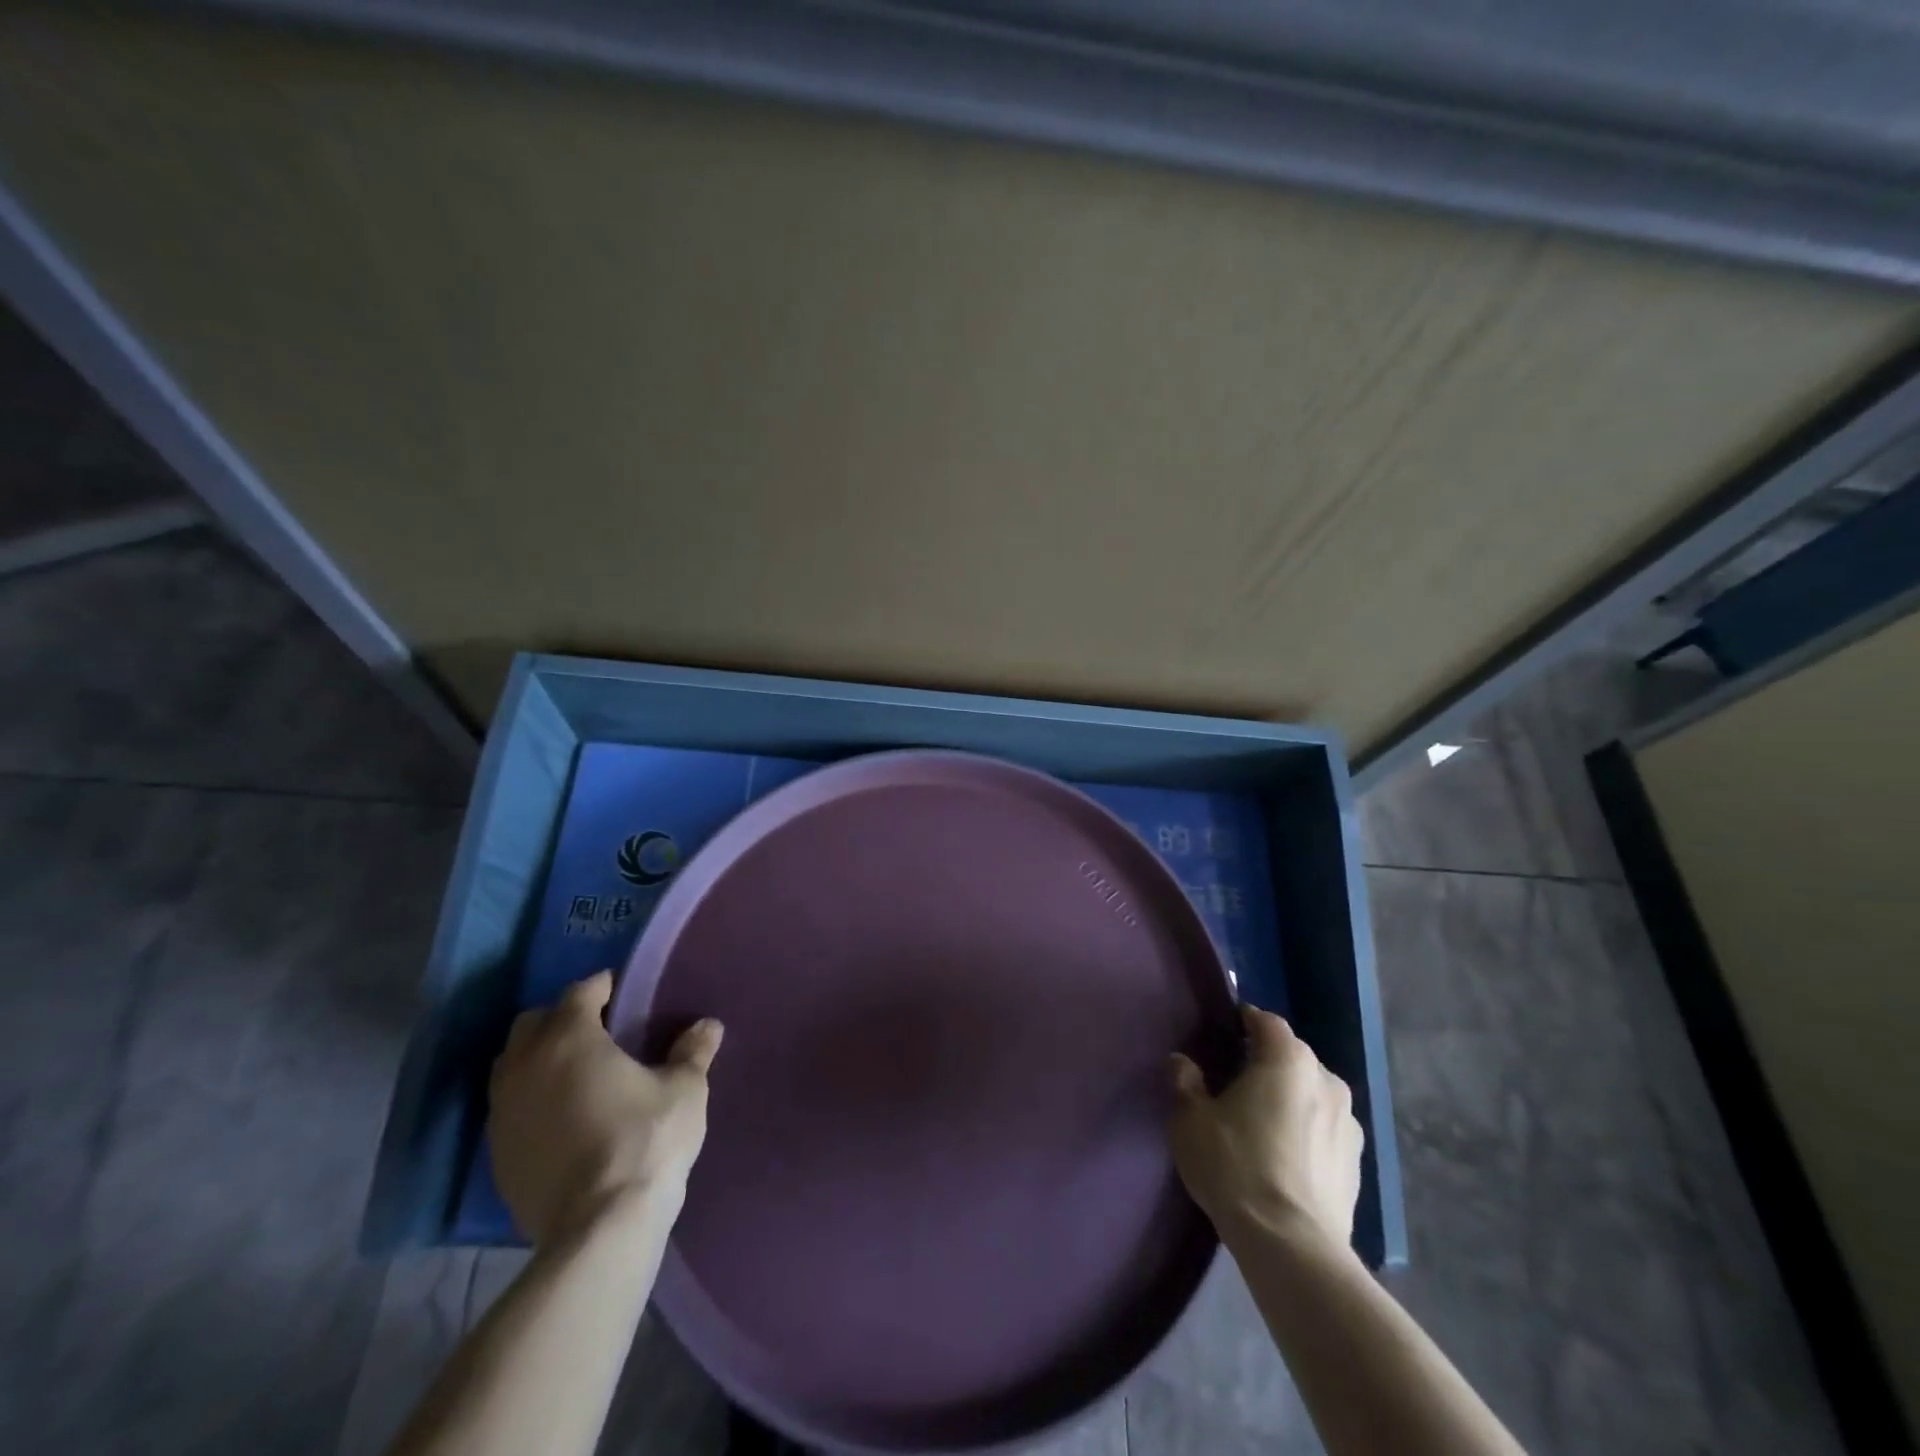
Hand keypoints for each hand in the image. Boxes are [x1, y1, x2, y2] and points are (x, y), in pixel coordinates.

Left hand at [489, 970, 722, 1246]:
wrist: (598, 1228)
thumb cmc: (646, 1140)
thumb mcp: (684, 1090)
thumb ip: (693, 1052)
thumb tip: (709, 1026)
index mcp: (570, 1039)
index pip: (579, 992)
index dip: (602, 986)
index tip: (623, 991)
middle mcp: (525, 1067)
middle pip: (532, 1023)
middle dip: (561, 1017)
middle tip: (597, 1029)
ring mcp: (503, 1113)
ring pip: (511, 1066)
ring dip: (538, 1058)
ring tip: (576, 1071)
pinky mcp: (497, 1154)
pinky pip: (508, 1108)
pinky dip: (530, 1099)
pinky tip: (562, 1116)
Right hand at [1168, 1005, 1362, 1251]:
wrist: (1291, 1247)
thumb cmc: (1235, 1165)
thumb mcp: (1190, 1120)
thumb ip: (1185, 1082)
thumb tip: (1182, 1062)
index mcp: (1289, 1059)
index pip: (1265, 1022)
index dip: (1242, 1023)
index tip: (1221, 1037)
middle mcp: (1326, 1081)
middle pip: (1291, 1058)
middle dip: (1265, 1064)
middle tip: (1233, 1085)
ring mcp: (1349, 1125)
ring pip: (1311, 1095)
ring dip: (1289, 1101)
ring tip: (1260, 1127)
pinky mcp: (1357, 1165)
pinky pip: (1324, 1132)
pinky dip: (1305, 1135)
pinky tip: (1283, 1160)